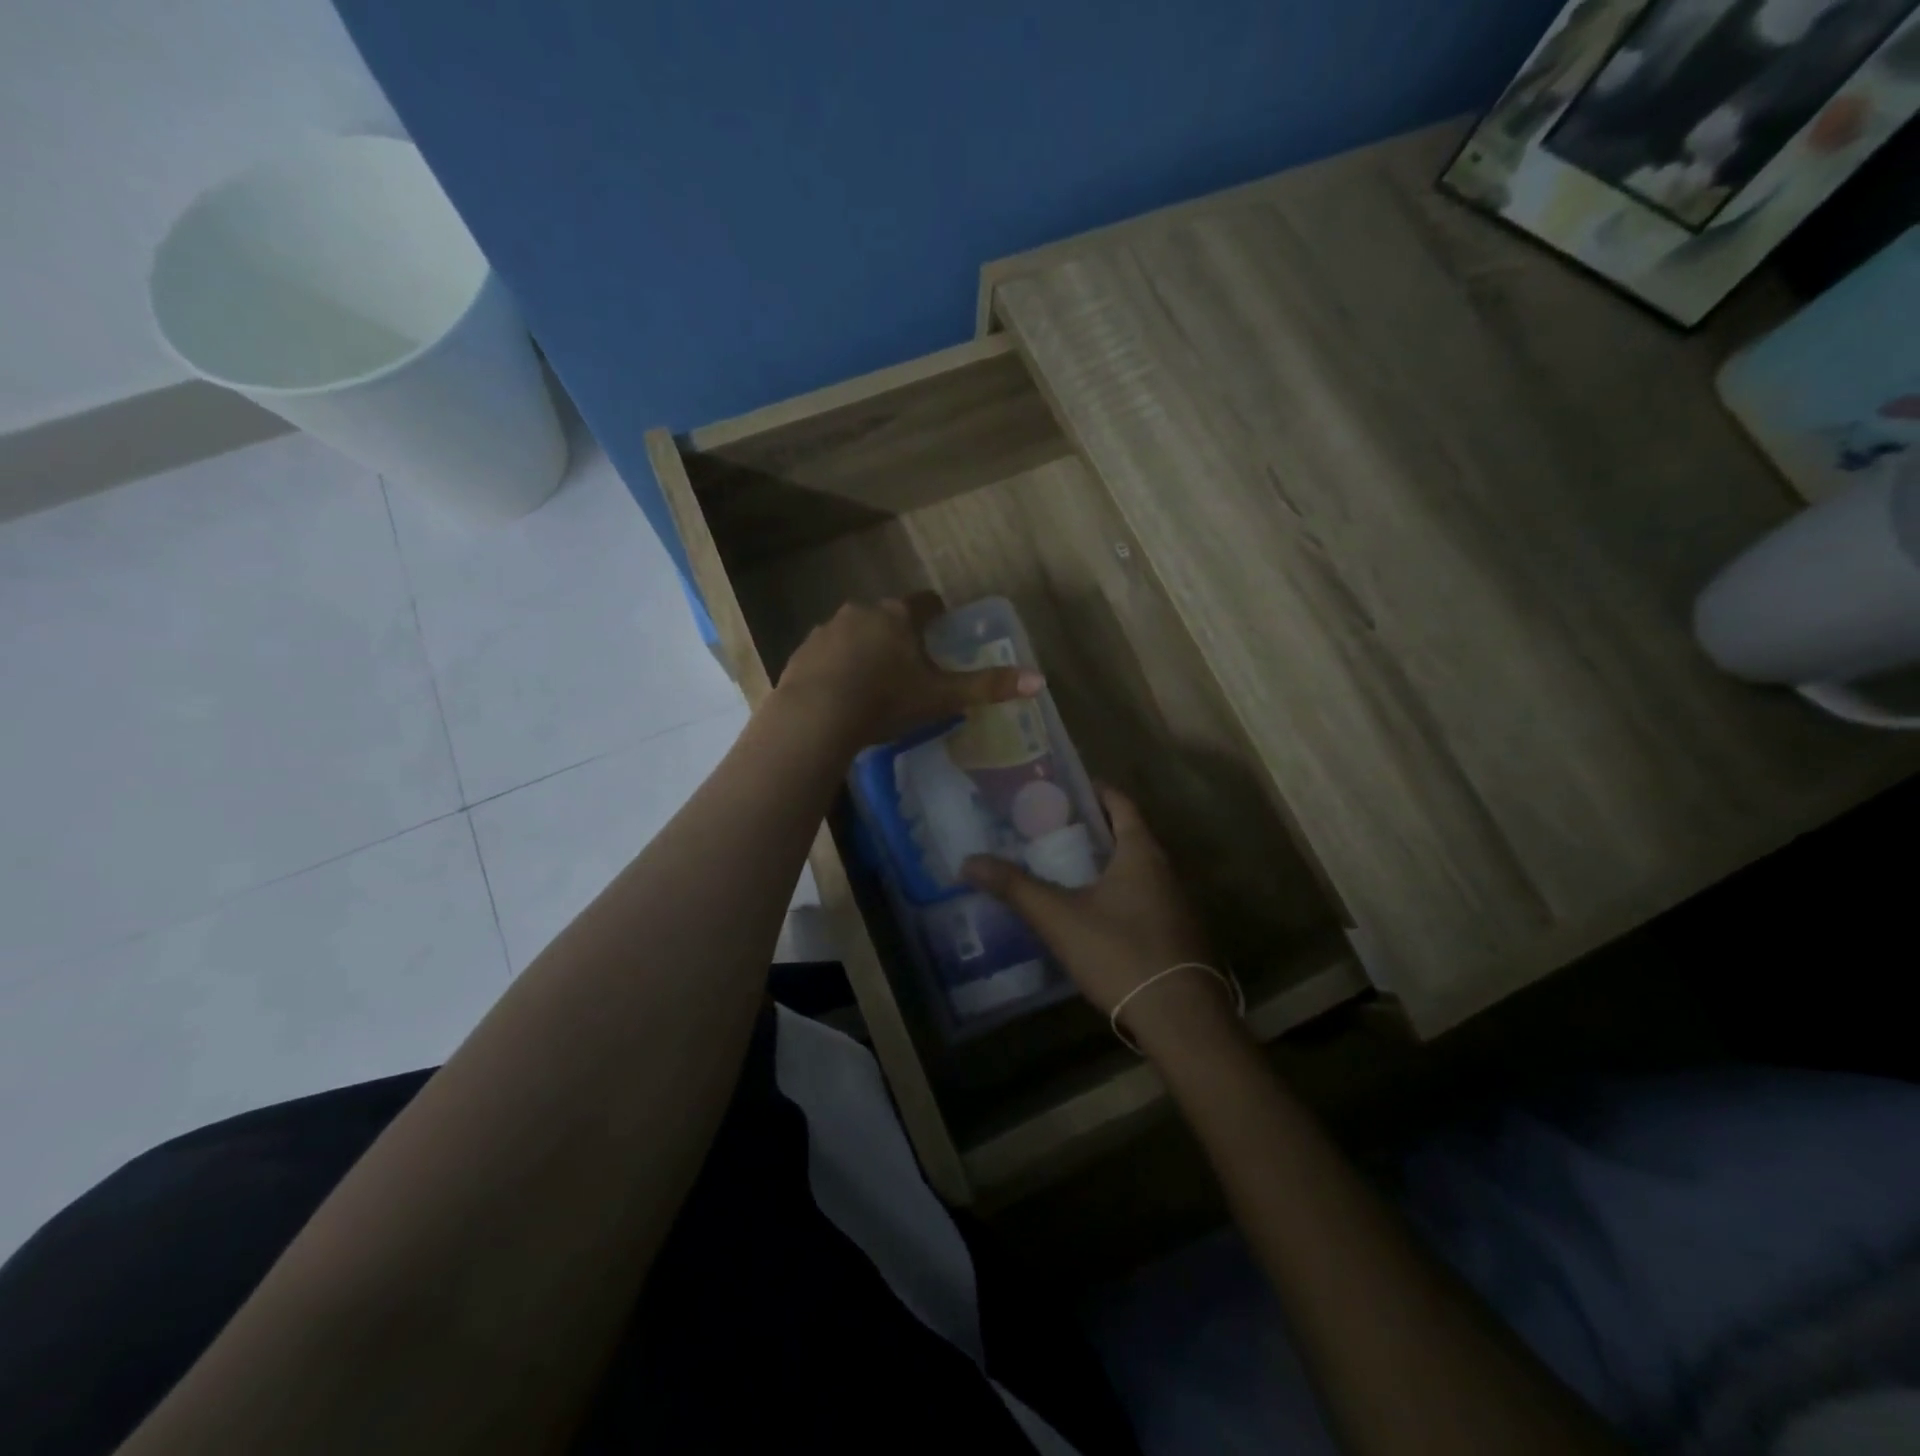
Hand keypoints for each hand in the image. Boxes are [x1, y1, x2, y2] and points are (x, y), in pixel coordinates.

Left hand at [774, 593, 1041, 749]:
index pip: (925, 603)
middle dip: (898, 635)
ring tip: (871, 682)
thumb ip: (987, 687)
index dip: (936, 614)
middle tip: (907, 666)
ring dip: (864, 648)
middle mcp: (862, 612)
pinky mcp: (802, 651)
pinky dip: (835, 666)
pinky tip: (839, 692)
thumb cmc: (886, 701)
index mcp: (898, 617)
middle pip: (887, 616)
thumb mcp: (941, 697)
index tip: (940, 627)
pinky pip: (826, 653)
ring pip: (854, 633)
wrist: (817, 716)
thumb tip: (1040, 680)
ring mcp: (827, 629)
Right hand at [963, 787, 1242, 1055]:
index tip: (1064, 788)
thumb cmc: (1121, 953)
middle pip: (1129, 835)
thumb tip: (968, 861)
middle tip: (1051, 827)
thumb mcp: (1059, 918)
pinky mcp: (1177, 935)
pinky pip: (1144, 898)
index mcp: (1141, 853)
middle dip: (1094, 828)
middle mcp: (1165, 870)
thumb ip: (1015, 887)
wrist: (1181, 1019)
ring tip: (1065, 867)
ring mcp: (1176, 904)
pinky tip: (1093, 913)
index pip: (1120, 804)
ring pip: (1137, 869)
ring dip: (1106, 863)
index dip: (1095, 791)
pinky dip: (1118, 892)